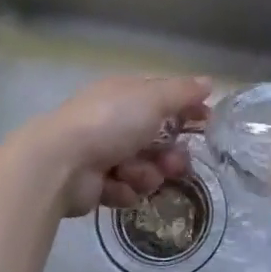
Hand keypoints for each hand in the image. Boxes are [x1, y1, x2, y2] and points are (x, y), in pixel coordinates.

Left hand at [23, 75, 212, 217]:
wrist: (60, 163)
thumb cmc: (110, 122)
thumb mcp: (153, 98)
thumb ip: (183, 92)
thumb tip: (209, 82)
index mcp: (125, 94)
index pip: (163, 98)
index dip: (187, 109)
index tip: (207, 122)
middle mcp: (114, 121)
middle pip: (158, 139)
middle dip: (170, 154)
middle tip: (175, 164)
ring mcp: (103, 153)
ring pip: (145, 168)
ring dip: (147, 174)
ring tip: (134, 175)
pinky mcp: (96, 184)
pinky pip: (125, 189)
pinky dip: (124, 189)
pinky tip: (116, 186)